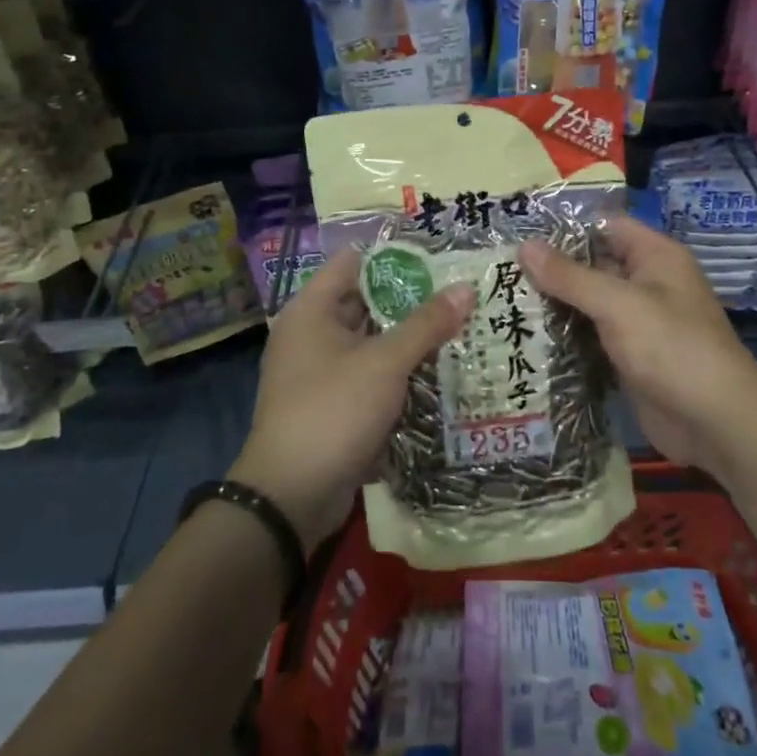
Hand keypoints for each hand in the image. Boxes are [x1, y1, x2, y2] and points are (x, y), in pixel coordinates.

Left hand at [230, 246, 474, 547]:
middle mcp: (311, 333)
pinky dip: (398, 370)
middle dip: (411, 299)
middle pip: (366, 301)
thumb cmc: (332, 412)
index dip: (396, 257)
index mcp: (312, 309)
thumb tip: (466, 287)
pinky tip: (438, 369)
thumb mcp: (385, 363)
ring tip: (460, 326)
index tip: (440, 258)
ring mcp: (320, 370)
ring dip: (409, 337)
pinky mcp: (332, 403)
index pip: (355, 262)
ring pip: (371, 340)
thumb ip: (426, 324)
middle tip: (461, 292)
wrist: (289, 498)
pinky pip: (370, 373)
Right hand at [519, 219, 756, 478]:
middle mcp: (646, 282)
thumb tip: (524, 246)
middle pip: (592, 264)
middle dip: (550, 268)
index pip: (603, 226)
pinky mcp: (628, 356)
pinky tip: (524, 337)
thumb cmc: (671, 347)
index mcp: (654, 256)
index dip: (563, 226)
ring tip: (500, 300)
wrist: (716, 423)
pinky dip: (564, 336)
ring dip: (553, 304)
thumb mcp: (618, 304)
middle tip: (497, 269)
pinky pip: (591, 336)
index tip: (516, 229)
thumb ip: (570, 276)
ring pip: (588, 303)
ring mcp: (637, 321)